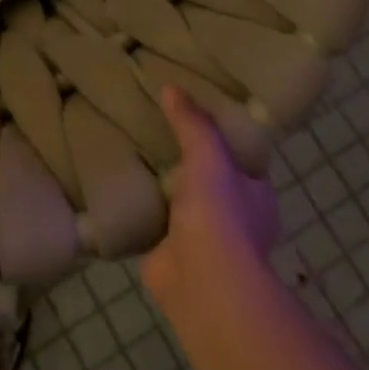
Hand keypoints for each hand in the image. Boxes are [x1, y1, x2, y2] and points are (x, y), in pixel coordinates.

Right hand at [143, 86, 279, 326]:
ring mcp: (199, 237)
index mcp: (254, 194)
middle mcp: (231, 216)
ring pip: (177, 200)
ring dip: (159, 185)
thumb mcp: (209, 156)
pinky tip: (114, 183)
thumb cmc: (219, 216)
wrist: (203, 283)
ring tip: (127, 148)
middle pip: (206, 178)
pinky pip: (150, 221)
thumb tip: (172, 87)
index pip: (239, 159)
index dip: (220, 138)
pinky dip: (136, 207)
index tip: (192, 114)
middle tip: (151, 126)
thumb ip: (192, 123)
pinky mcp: (168, 252)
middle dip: (184, 160)